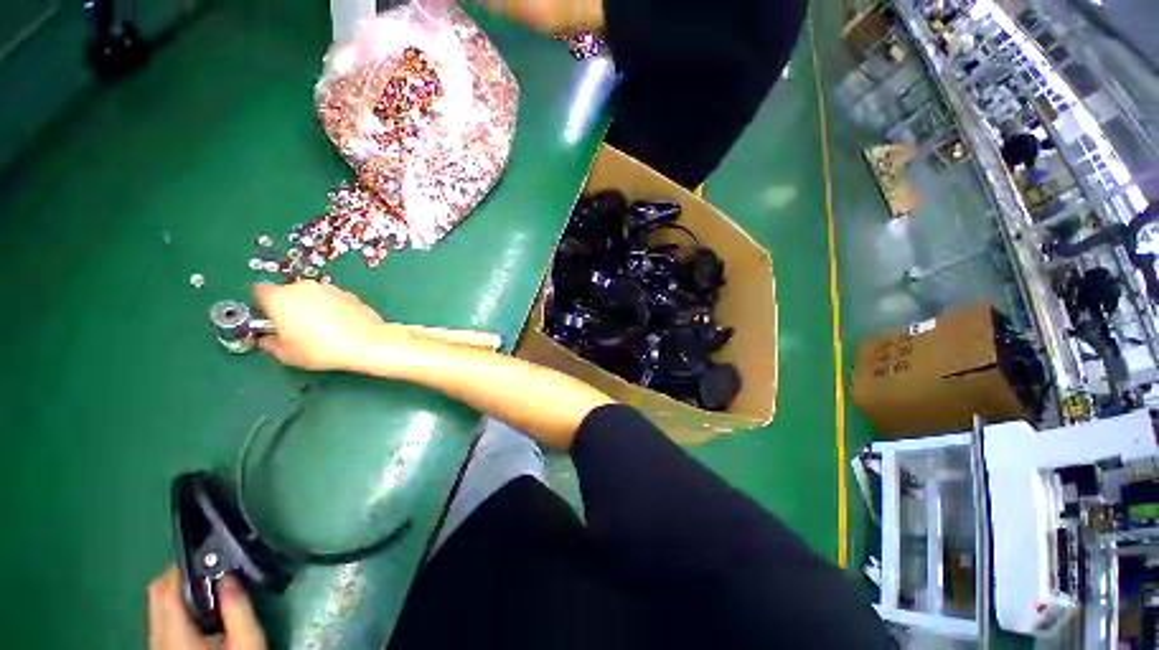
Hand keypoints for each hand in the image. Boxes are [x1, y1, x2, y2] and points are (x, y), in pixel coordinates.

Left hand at [147, 566, 265, 649]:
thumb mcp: (247, 643)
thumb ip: (238, 608)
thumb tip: (230, 575)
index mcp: (174, 633)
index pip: (165, 587)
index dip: (183, 566)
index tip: (209, 556)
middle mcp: (157, 637)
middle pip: (157, 594)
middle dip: (180, 577)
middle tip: (213, 576)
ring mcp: (156, 646)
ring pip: (158, 608)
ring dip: (180, 594)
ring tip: (212, 597)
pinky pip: (162, 621)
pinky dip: (178, 610)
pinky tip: (203, 618)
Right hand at [253, 281, 409, 371]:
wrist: (366, 343)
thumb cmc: (321, 349)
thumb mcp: (285, 354)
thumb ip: (269, 342)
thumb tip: (267, 339)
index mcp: (280, 297)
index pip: (258, 292)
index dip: (262, 306)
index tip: (268, 320)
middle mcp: (303, 287)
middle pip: (286, 292)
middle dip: (287, 307)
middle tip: (294, 328)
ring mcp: (328, 288)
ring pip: (310, 295)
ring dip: (310, 306)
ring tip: (320, 329)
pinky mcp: (348, 293)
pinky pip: (331, 299)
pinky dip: (330, 308)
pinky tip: (338, 325)